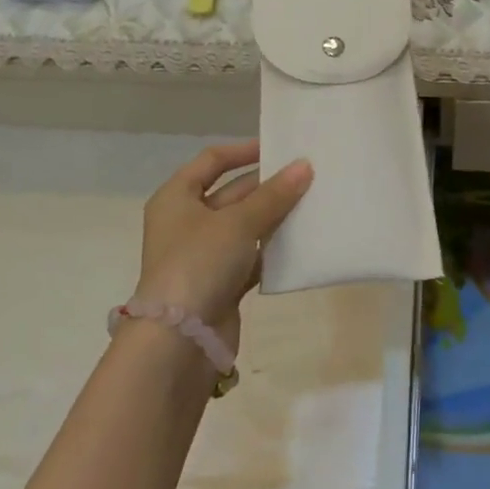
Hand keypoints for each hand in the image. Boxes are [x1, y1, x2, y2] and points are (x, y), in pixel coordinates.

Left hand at [135, 140, 311, 351]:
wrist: (179, 341)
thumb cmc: (199, 264)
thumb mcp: (238, 223)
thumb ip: (273, 195)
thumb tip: (305, 166)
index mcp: (176, 197)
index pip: (212, 161)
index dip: (244, 150)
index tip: (279, 147)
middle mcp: (187, 222)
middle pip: (232, 192)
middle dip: (267, 185)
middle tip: (307, 174)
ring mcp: (203, 255)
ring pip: (245, 225)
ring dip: (274, 216)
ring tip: (312, 201)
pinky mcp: (220, 283)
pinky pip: (251, 256)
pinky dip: (272, 249)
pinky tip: (302, 240)